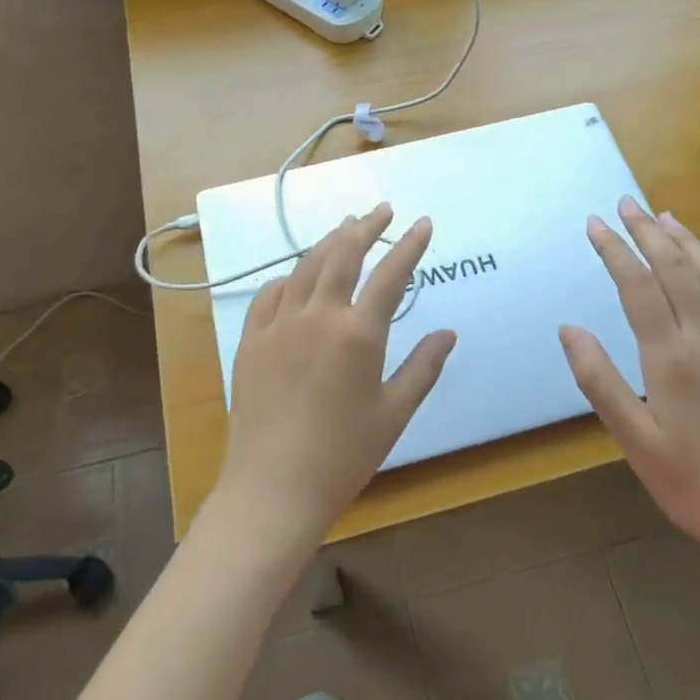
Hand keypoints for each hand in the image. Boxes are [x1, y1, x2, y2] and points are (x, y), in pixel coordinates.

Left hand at [214, 204, 456, 554]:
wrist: (273, 489)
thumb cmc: (342, 456)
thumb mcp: (393, 414)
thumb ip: (423, 367)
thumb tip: (448, 332)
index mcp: (358, 334)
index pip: (390, 275)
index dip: (410, 245)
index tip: (423, 223)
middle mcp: (317, 316)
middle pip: (342, 254)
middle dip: (365, 226)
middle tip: (381, 210)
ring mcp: (278, 324)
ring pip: (305, 266)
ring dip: (328, 242)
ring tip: (345, 228)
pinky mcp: (250, 340)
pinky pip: (270, 294)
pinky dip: (289, 277)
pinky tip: (297, 276)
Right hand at [559, 197, 699, 568]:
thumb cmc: (695, 485)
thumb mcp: (635, 440)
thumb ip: (599, 380)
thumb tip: (568, 328)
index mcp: (672, 358)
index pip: (638, 285)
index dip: (614, 250)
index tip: (595, 224)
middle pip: (677, 269)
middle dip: (648, 231)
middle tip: (626, 204)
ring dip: (689, 243)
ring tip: (666, 218)